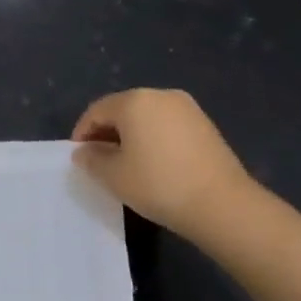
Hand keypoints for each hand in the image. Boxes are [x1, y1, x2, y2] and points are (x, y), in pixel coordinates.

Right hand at [71, 88, 253, 236]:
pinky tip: (153, 163)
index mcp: (135, 101)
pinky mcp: (205, 125)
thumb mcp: (113, 176)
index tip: (78, 156)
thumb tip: (84, 152)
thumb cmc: (158, 184)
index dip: (82, 132)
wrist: (222, 204)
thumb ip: (92, 159)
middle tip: (99, 160)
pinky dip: (153, 138)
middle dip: (106, 132)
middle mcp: (161, 95)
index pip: (97, 110)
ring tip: (126, 163)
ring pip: (146, 117)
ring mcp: (187, 108)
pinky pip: (167, 125)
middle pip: (122, 109)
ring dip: (131, 135)